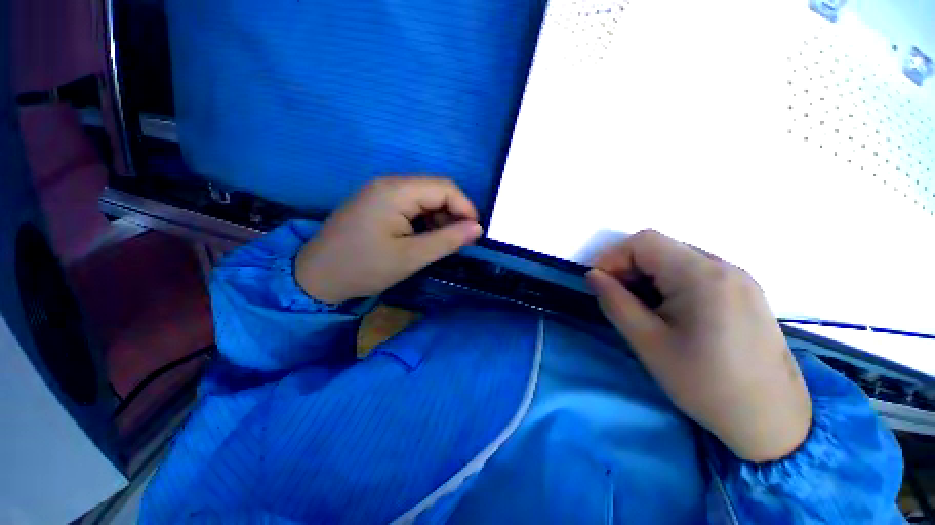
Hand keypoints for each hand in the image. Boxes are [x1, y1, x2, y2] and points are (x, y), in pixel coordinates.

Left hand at [295, 176, 482, 303]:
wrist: (315, 278)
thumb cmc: (364, 268)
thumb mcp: (411, 257)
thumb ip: (447, 240)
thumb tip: (477, 229)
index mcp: (396, 191)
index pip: (445, 187)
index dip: (465, 208)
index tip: (474, 234)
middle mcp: (389, 183)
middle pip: (435, 190)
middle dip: (452, 214)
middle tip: (458, 242)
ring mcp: (381, 192)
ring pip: (424, 199)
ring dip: (439, 219)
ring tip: (440, 243)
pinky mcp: (377, 204)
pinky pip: (410, 206)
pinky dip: (424, 221)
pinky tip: (423, 239)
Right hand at [586, 230, 811, 462]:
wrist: (772, 420)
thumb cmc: (706, 384)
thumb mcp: (648, 343)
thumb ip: (614, 302)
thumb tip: (593, 275)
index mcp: (703, 276)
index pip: (644, 242)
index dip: (613, 257)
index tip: (600, 284)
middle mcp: (724, 267)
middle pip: (661, 247)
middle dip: (628, 267)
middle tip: (618, 299)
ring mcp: (738, 278)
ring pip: (676, 259)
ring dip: (648, 275)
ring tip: (642, 308)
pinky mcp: (744, 291)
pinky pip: (695, 272)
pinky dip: (670, 282)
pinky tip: (670, 311)